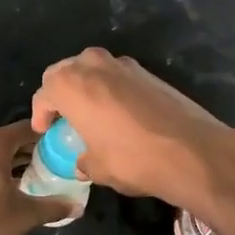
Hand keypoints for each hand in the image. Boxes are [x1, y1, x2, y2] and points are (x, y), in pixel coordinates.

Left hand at [0, 121, 75, 234]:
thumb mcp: (25, 216)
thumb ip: (53, 206)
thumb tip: (78, 206)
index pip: (25, 129)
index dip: (45, 137)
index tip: (61, 147)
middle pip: (4, 141)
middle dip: (25, 153)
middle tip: (47, 167)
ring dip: (3, 165)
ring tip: (25, 182)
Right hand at [31, 48, 234, 234]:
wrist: (193, 151)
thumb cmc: (133, 159)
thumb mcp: (98, 168)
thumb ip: (82, 160)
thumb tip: (82, 161)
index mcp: (72, 85)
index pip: (44, 93)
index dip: (41, 113)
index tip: (45, 130)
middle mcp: (94, 66)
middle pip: (66, 72)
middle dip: (60, 92)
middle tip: (63, 117)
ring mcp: (125, 66)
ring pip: (93, 69)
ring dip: (87, 87)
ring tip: (90, 114)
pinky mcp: (150, 73)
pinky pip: (118, 77)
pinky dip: (111, 90)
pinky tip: (119, 115)